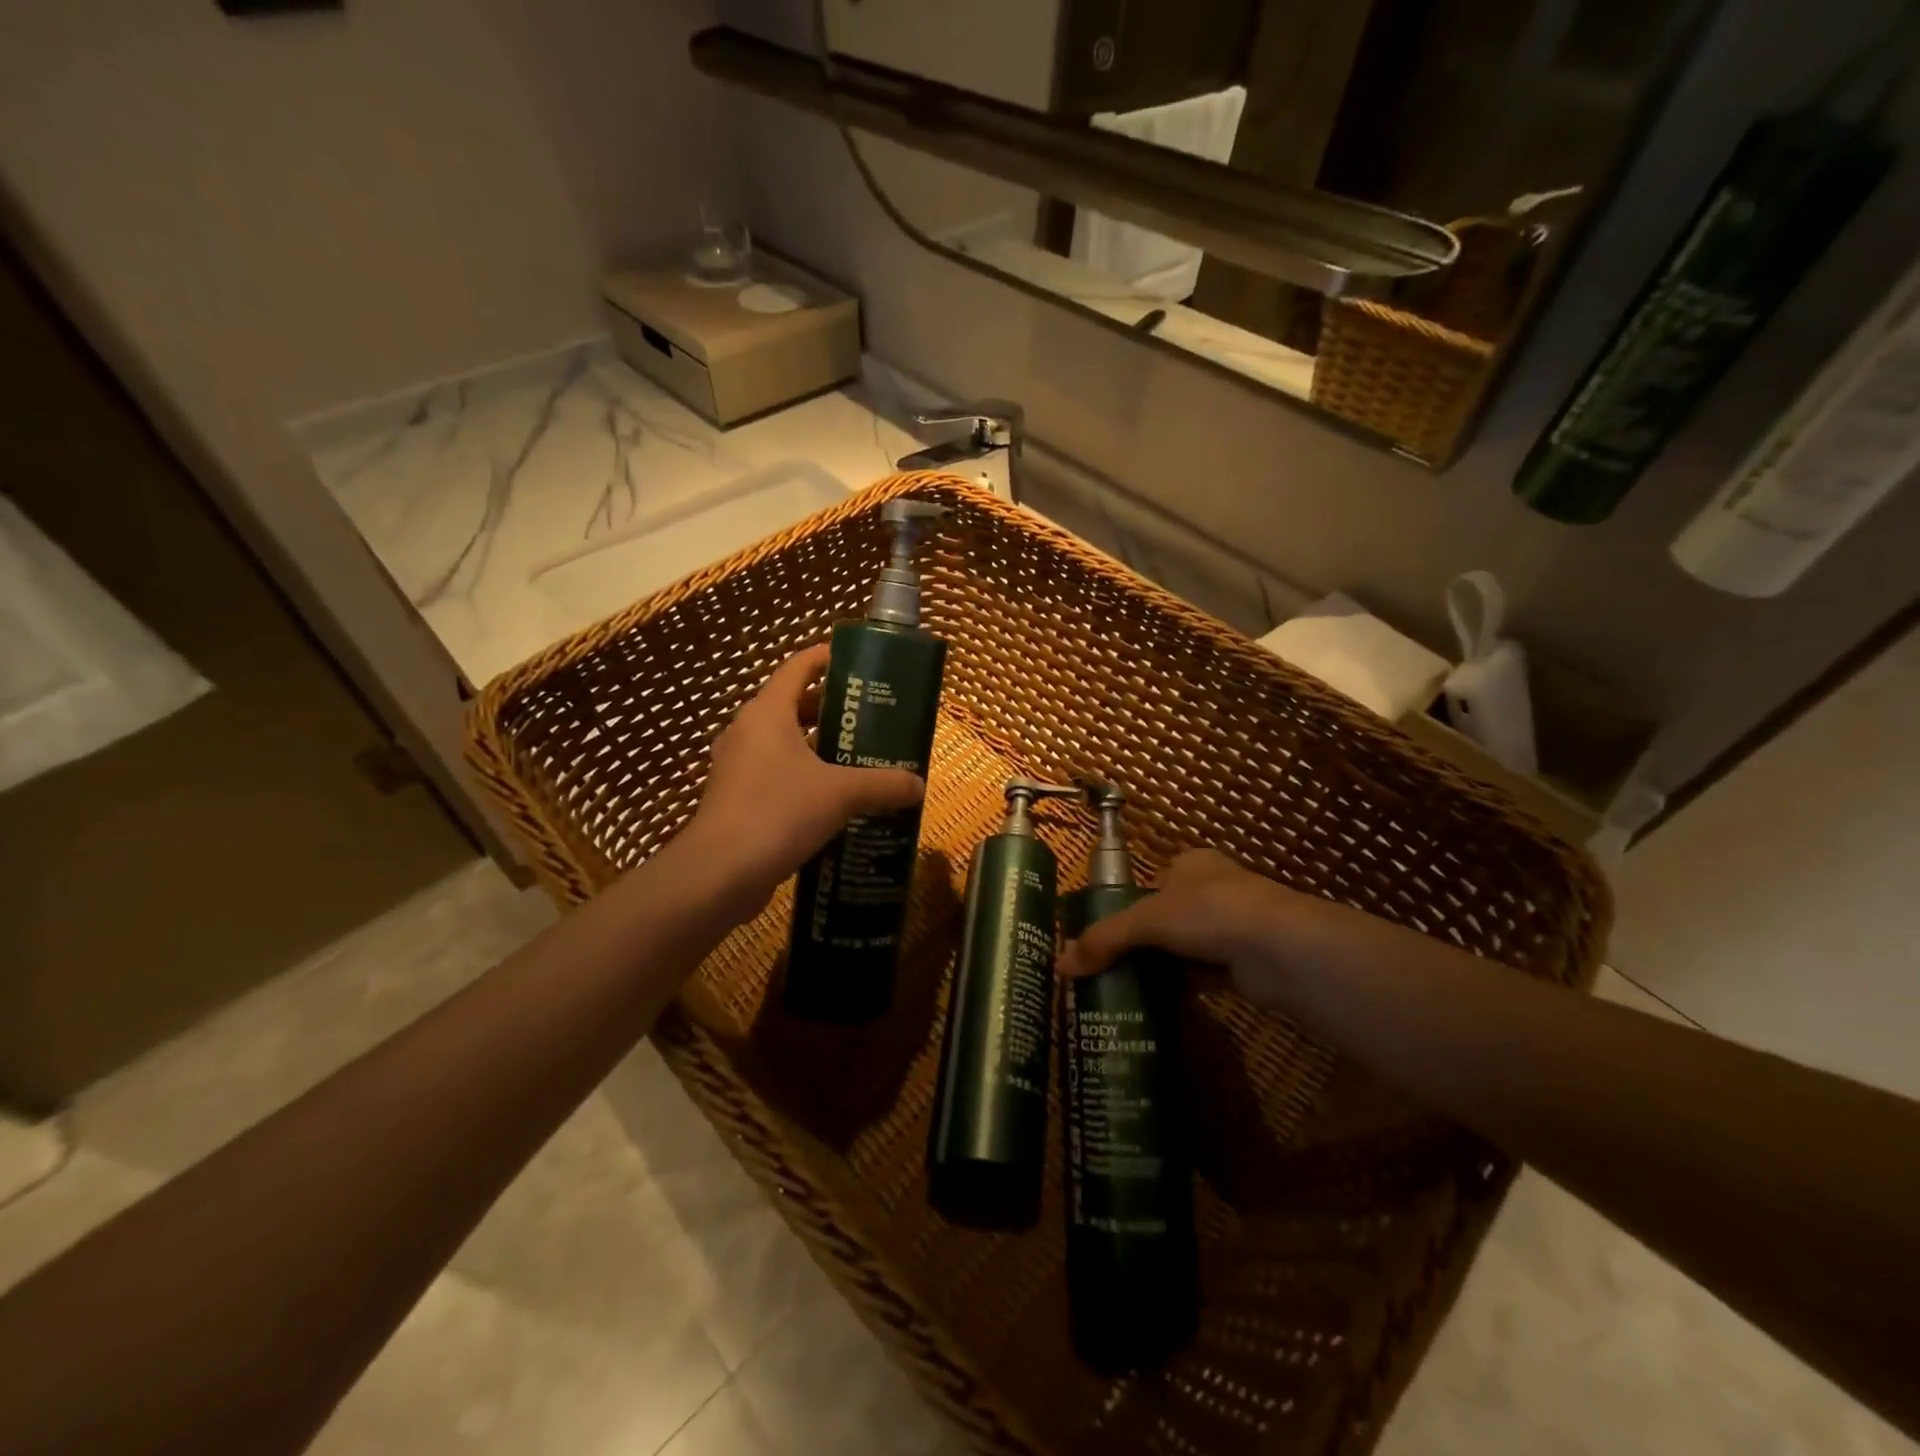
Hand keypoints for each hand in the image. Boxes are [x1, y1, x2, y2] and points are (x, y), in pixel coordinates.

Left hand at [683, 644, 925, 915]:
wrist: (719, 874)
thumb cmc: (778, 812)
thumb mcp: (841, 794)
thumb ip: (882, 784)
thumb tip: (918, 785)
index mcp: (767, 713)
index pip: (798, 667)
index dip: (827, 658)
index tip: (859, 663)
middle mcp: (747, 732)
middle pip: (792, 705)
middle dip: (831, 710)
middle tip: (870, 719)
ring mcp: (737, 767)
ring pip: (784, 744)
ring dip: (818, 748)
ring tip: (859, 759)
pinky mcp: (736, 799)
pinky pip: (776, 775)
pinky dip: (804, 779)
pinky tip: (834, 801)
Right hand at [1057, 849, 1312, 1007]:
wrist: (1281, 949)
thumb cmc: (1209, 913)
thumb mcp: (1146, 920)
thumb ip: (1104, 940)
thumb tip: (1059, 965)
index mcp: (1192, 864)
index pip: (1154, 882)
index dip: (1130, 906)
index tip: (1105, 935)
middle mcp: (1214, 889)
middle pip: (1167, 917)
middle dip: (1143, 941)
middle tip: (1109, 966)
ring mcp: (1234, 927)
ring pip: (1185, 948)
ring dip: (1163, 966)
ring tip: (1126, 988)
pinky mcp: (1245, 963)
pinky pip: (1202, 974)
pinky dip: (1183, 986)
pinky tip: (1158, 1004)